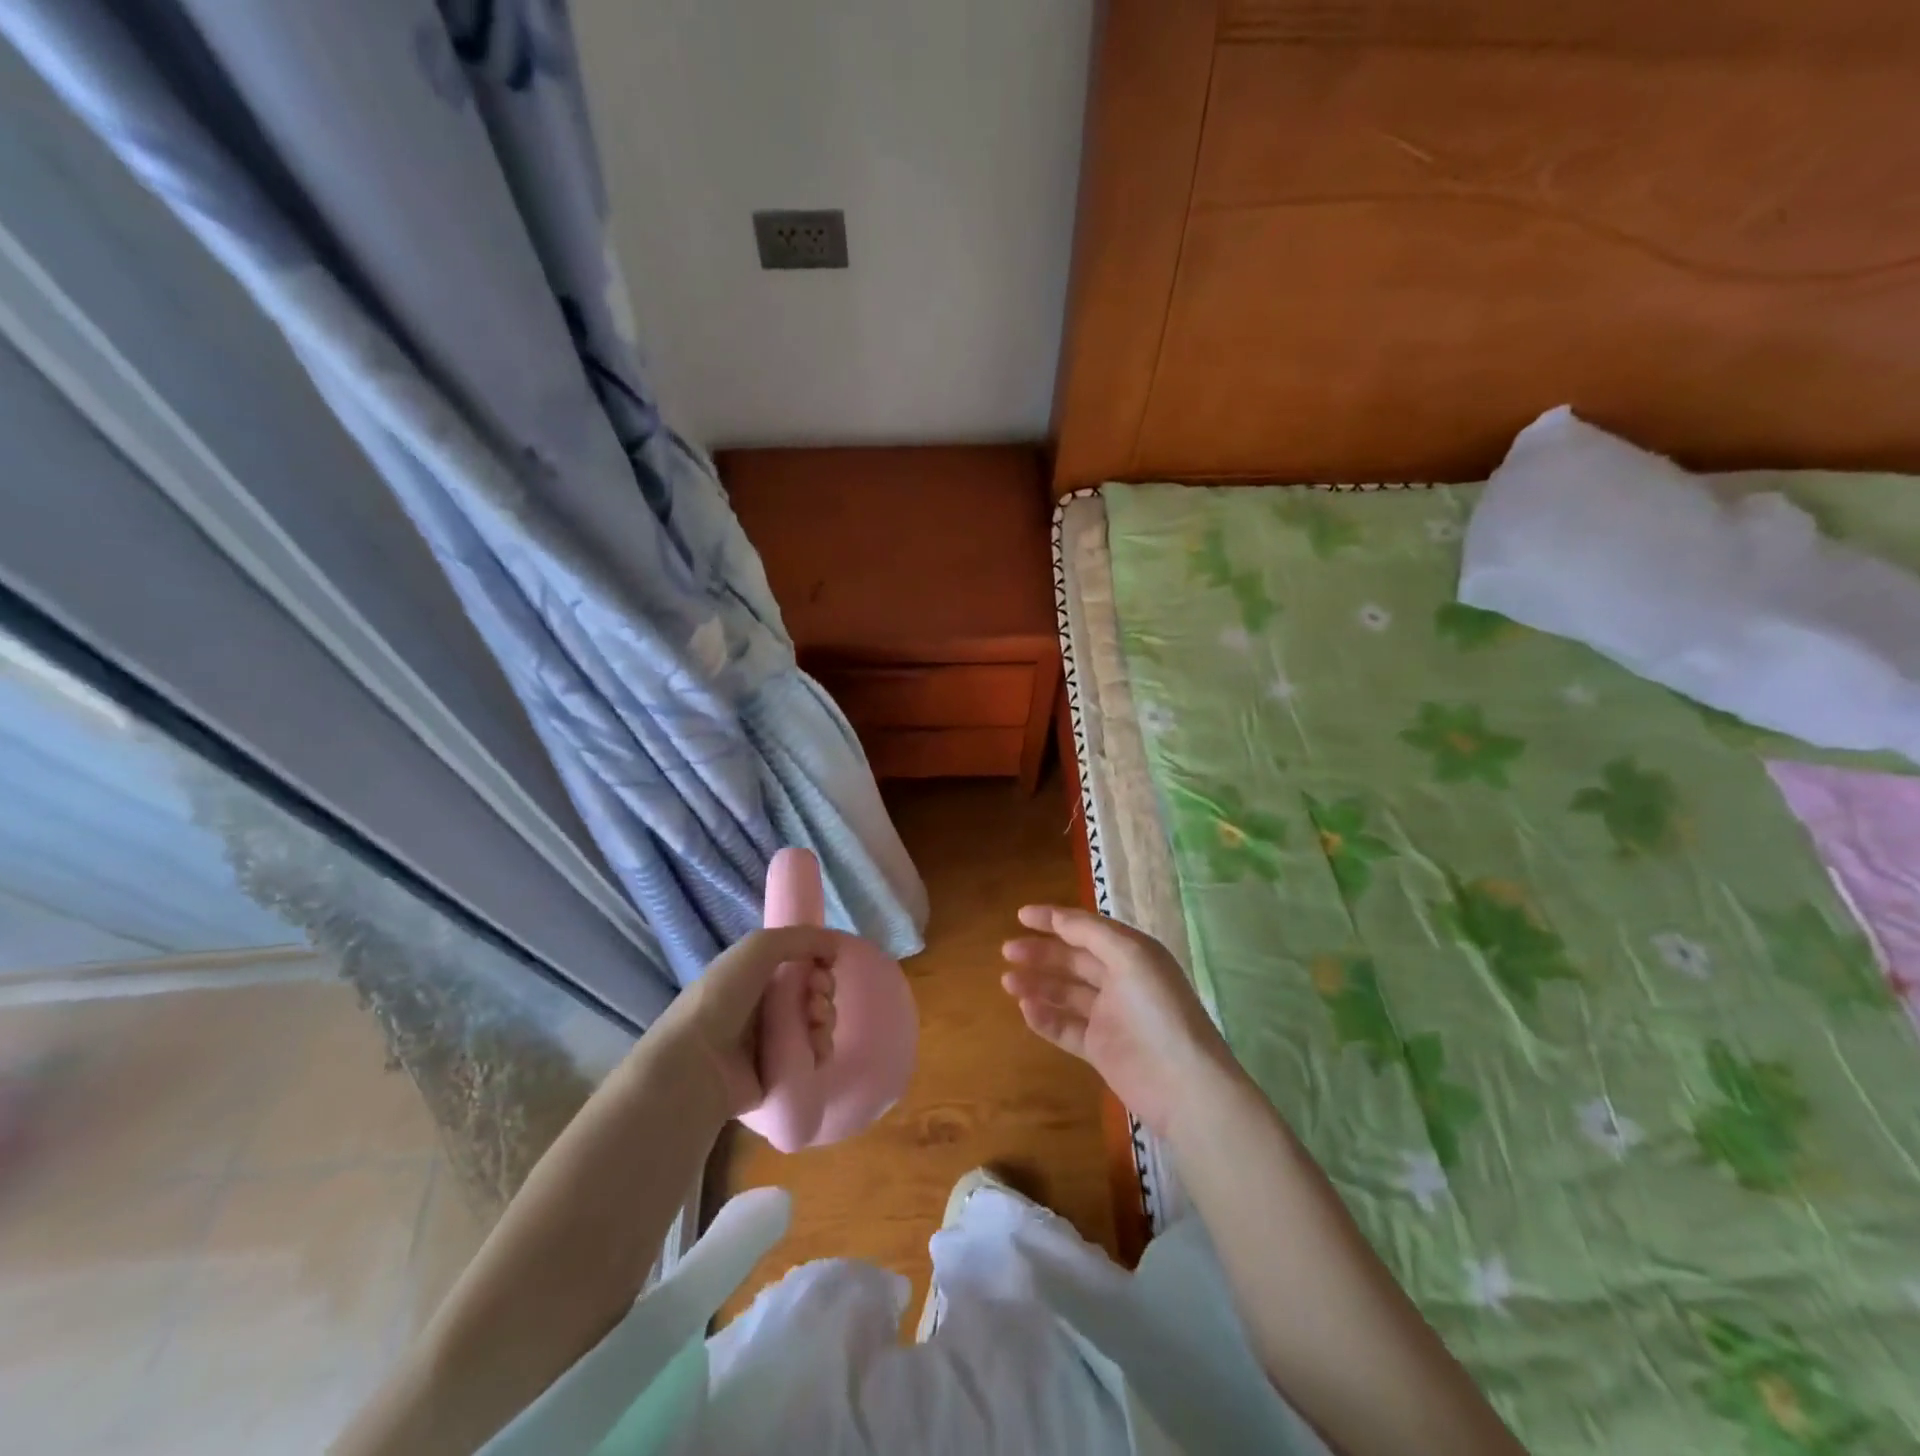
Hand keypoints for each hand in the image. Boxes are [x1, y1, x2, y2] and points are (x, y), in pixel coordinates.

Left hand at [660, 927, 839, 1116]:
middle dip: (823, 990)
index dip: (817, 962)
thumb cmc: (722, 997)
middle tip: (815, 997)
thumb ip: (800, 937)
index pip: (799, 963)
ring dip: (825, 1018)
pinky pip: (812, 1056)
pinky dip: (821, 1049)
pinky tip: (816, 1047)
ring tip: (815, 1023)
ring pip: (816, 1023)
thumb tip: (835, 945)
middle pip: (811, 992)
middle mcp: (762, 1006)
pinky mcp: (779, 1073)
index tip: (823, 966)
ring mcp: (771, 1041)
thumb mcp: (758, 947)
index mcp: (754, 975)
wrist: (695, 1064)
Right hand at [1001, 906, 1240, 1137]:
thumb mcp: (1129, 956)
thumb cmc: (1158, 1009)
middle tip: (1007, 951)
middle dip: (1040, 953)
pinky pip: (1066, 1028)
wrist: (1184, 1084)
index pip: (1087, 929)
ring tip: (1007, 981)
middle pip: (1073, 960)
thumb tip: (1058, 918)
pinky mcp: (1101, 1049)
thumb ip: (1091, 933)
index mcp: (1132, 953)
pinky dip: (1045, 1018)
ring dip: (1037, 984)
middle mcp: (1121, 980)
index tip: (1020, 915)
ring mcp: (1110, 1017)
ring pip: (1065, 994)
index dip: (1054, 920)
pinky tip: (1025, 1009)